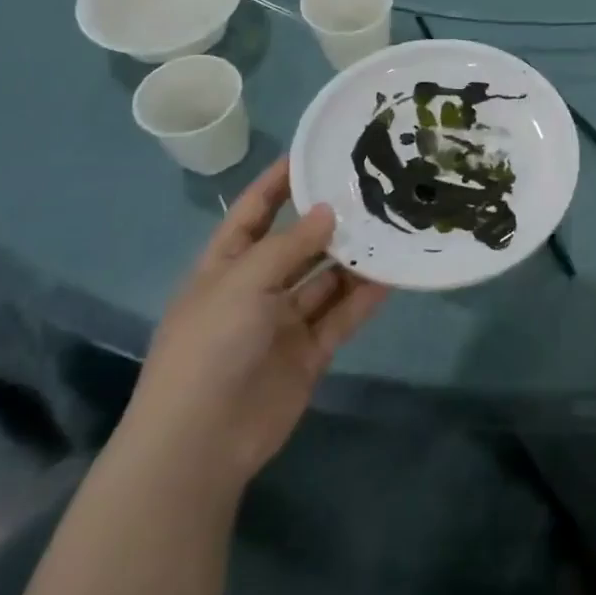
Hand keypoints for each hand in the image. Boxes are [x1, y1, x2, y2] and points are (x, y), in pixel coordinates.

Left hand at [119, 159, 389, 491]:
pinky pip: (342, 315)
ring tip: (393, 227)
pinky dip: (366, 297)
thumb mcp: (243, 282)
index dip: (277, 183)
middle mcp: (256, 289)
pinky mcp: (310, 351)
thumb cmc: (210, 346)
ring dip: (355, 258)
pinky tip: (394, 274)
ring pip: (327, 279)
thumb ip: (290, 245)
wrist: (201, 441)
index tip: (313, 153)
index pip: (253, 213)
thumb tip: (328, 210)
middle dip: (330, 221)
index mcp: (226, 267)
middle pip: (299, 245)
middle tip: (374, 190)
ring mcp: (284, 322)